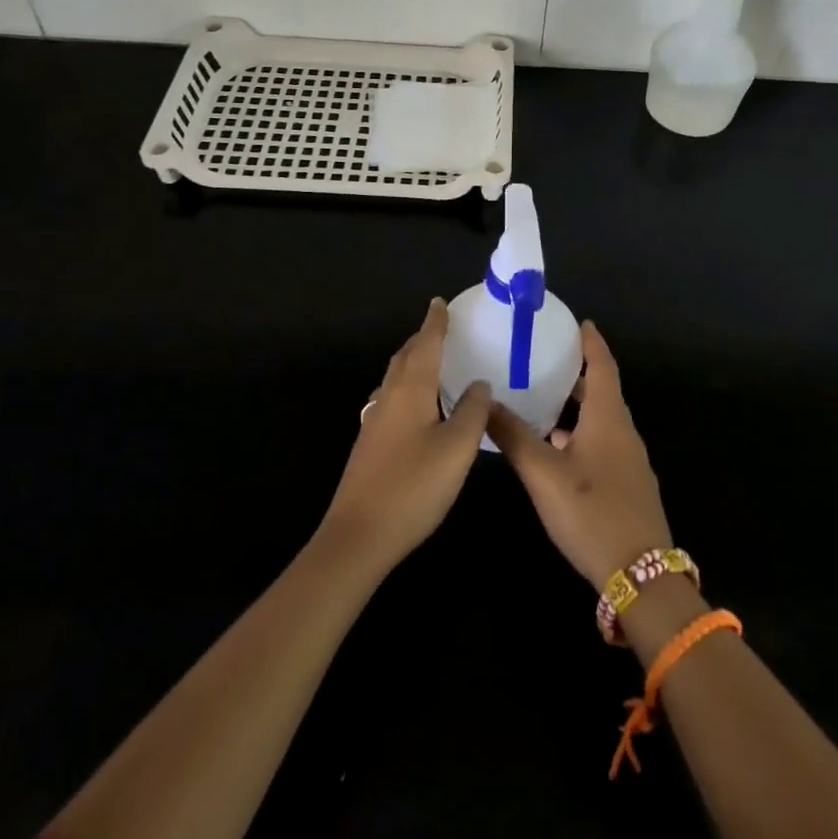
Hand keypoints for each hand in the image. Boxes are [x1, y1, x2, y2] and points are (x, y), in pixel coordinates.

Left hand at [319, 298, 490, 574]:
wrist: (358, 536)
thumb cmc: (413, 486)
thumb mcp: (457, 448)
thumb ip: (472, 411)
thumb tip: (478, 384)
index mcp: (410, 390)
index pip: (425, 345)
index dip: (435, 323)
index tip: (440, 302)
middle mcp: (389, 398)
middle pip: (406, 357)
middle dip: (422, 339)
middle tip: (441, 328)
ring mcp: (375, 422)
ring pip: (396, 379)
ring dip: (413, 363)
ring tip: (432, 361)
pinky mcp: (370, 445)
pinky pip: (392, 399)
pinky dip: (408, 387)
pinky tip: (417, 406)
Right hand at [487, 322, 672, 586]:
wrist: (641, 576)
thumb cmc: (592, 513)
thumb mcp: (544, 474)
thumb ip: (513, 436)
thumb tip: (485, 402)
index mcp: (608, 418)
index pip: (603, 366)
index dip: (592, 343)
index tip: (579, 322)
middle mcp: (623, 432)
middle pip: (603, 391)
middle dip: (579, 373)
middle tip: (548, 358)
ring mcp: (629, 461)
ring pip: (602, 420)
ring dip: (578, 406)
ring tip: (545, 400)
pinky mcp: (628, 485)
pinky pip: (603, 443)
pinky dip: (581, 433)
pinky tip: (557, 450)